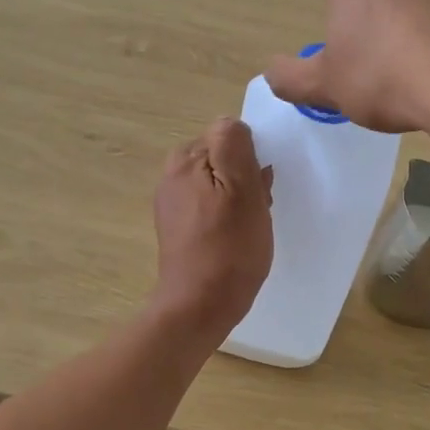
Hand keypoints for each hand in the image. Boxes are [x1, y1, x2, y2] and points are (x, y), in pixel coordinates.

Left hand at [149, 117, 273, 339]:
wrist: (200, 305)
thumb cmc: (229, 247)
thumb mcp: (242, 189)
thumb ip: (235, 146)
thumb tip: (231, 124)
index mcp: (184, 160)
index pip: (227, 136)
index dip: (250, 159)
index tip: (258, 187)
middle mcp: (172, 176)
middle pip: (221, 159)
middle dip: (244, 178)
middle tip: (257, 210)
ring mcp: (172, 204)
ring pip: (218, 184)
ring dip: (239, 199)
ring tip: (249, 227)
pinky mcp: (177, 229)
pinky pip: (209, 207)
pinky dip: (226, 217)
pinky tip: (236, 239)